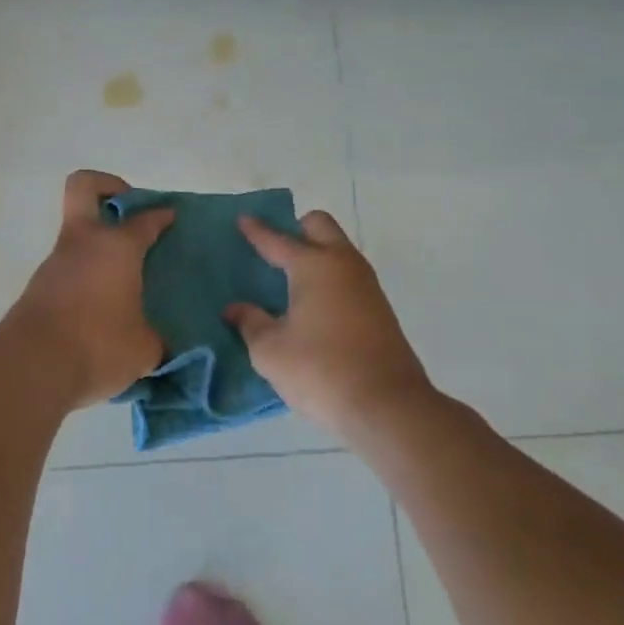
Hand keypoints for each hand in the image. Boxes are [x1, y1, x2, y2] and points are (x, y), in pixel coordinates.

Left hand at [0, 170, 174, 410]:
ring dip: (98, 245)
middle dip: (109, 186)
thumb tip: (158, 343)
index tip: (171, 217)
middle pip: (85, 187)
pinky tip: (101, 308)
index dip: (161, 215)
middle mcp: (84, 244)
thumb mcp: (143, 349)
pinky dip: (86, 276)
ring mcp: (55, 263)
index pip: (145, 219)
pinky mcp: (38, 288)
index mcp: (117, 247)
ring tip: (123, 279)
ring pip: (77, 234)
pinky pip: (68, 269)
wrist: (29, 368)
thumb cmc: (97, 346)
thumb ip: (155, 339)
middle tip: (129, 213)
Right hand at [225, 211, 432, 436]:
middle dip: (296, 228)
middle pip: (320, 226)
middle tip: (274, 249)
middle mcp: (343, 265)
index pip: (278, 240)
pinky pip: (347, 277)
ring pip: (338, 251)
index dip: (257, 230)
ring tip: (289, 278)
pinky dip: (328, 278)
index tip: (243, 218)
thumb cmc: (320, 370)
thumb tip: (235, 309)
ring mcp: (367, 286)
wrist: (387, 406)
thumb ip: (250, 323)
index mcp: (314, 266)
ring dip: (316, 254)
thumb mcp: (270, 351)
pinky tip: (312, 305)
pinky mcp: (379, 309)